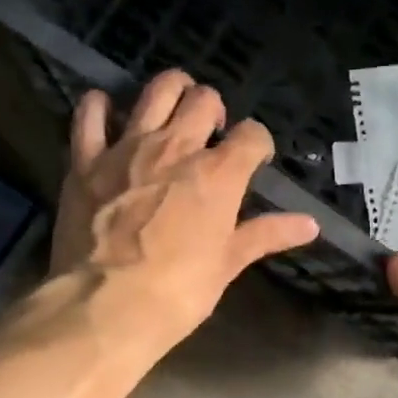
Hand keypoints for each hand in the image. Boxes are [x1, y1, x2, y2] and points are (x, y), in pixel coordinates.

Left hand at [52, 70, 318, 350]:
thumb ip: (266, 235)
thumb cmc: (177, 292)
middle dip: (214, 110)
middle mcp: (177, 147)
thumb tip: (311, 224)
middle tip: (210, 133)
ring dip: (171, 91)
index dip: (257, 143)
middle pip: (205, 99)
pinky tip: (108, 114)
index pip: (253, 134)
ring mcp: (128, 148)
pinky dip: (101, 107)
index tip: (253, 159)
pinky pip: (91, 113)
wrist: (106, 306)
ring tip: (173, 110)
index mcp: (218, 174)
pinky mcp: (86, 159)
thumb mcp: (227, 264)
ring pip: (157, 90)